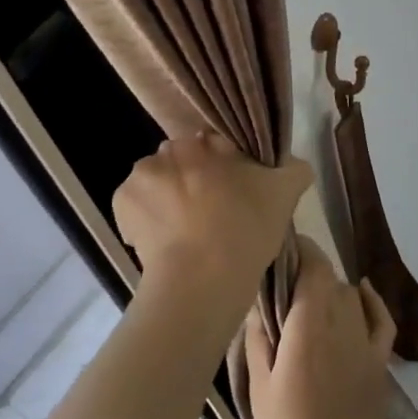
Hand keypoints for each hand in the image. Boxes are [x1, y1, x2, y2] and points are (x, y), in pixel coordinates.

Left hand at [113, 133, 310, 322]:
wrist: (201, 278)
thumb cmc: (245, 229)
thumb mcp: (285, 194)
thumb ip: (295, 169)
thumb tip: (296, 164)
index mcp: (207, 140)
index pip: (215, 145)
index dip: (225, 168)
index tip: (233, 194)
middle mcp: (170, 148)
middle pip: (183, 161)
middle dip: (193, 180)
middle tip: (211, 214)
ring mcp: (142, 174)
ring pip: (157, 181)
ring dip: (167, 198)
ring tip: (185, 233)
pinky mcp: (121, 203)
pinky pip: (135, 207)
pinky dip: (145, 220)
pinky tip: (164, 242)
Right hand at [245, 237, 396, 418]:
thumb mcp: (259, 388)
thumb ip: (259, 337)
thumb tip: (259, 300)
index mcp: (308, 328)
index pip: (312, 267)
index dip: (299, 250)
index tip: (281, 249)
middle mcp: (341, 325)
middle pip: (329, 278)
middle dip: (309, 272)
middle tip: (285, 285)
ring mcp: (365, 344)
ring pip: (350, 295)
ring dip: (331, 289)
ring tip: (309, 302)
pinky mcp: (380, 364)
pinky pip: (381, 319)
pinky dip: (371, 301)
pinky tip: (360, 291)